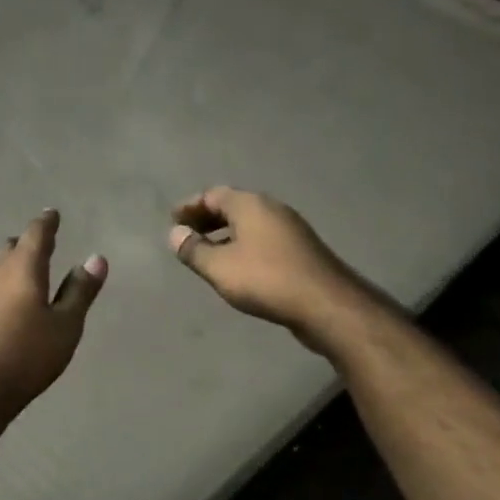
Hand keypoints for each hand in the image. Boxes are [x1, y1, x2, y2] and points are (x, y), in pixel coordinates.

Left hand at [0, 209, 107, 419]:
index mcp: (22, 267)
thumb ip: (80, 291)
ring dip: (8, 266)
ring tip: (22, 274)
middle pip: (10, 248)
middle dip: (26, 244)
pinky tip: (0, 305)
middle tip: (40, 247)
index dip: (46, 223)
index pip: (36, 233)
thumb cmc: (26, 356)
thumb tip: (96, 258)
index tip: (52, 214)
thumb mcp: (65, 326)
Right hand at [167, 186, 376, 353]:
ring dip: (226, 234)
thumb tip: (175, 233)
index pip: (213, 195)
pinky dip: (243, 245)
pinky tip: (238, 266)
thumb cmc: (266, 279)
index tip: (173, 220)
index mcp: (250, 205)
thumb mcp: (220, 267)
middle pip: (233, 206)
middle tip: (187, 234)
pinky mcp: (301, 250)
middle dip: (207, 219)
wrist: (325, 304)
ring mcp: (290, 229)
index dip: (190, 206)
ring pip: (250, 224)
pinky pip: (263, 239)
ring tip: (208, 252)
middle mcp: (272, 209)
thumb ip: (193, 250)